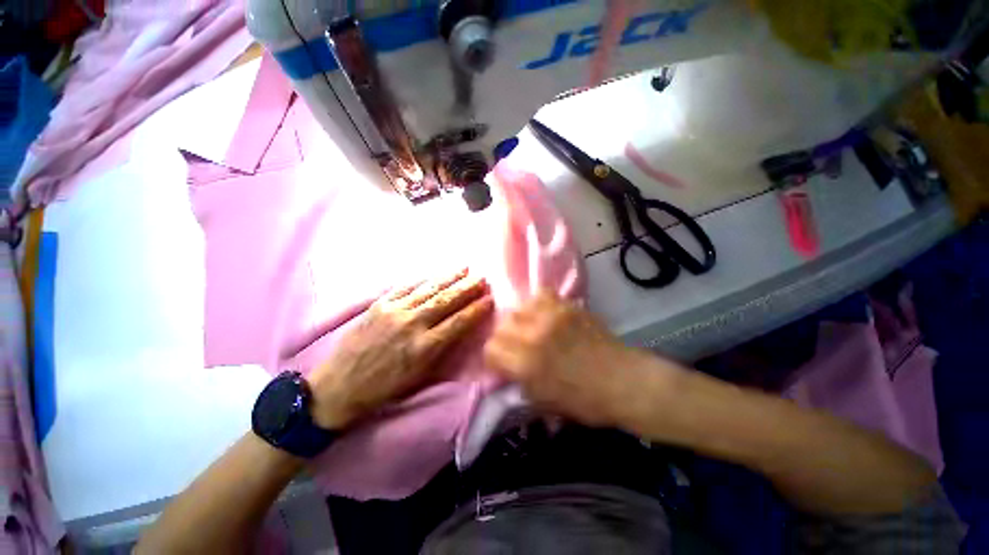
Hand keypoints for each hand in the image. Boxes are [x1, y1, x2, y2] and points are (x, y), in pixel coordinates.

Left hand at [308, 269, 492, 429]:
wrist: (342, 383)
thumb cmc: (382, 390)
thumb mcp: (417, 380)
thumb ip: (439, 356)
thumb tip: (457, 336)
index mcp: (424, 348)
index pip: (458, 323)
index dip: (476, 309)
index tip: (490, 299)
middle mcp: (411, 325)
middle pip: (445, 301)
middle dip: (466, 288)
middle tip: (482, 277)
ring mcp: (393, 312)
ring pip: (426, 290)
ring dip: (447, 278)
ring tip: (463, 268)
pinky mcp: (377, 306)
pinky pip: (403, 288)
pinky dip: (420, 280)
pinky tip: (431, 275)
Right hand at [484, 290, 682, 428]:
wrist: (624, 383)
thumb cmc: (586, 403)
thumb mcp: (544, 404)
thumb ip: (522, 385)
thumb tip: (511, 373)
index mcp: (525, 365)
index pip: (490, 350)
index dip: (495, 361)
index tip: (504, 368)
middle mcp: (533, 336)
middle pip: (501, 326)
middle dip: (504, 340)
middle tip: (516, 351)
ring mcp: (552, 317)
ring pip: (519, 308)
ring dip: (520, 321)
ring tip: (531, 332)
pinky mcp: (569, 307)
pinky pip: (543, 296)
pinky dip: (539, 306)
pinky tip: (547, 319)